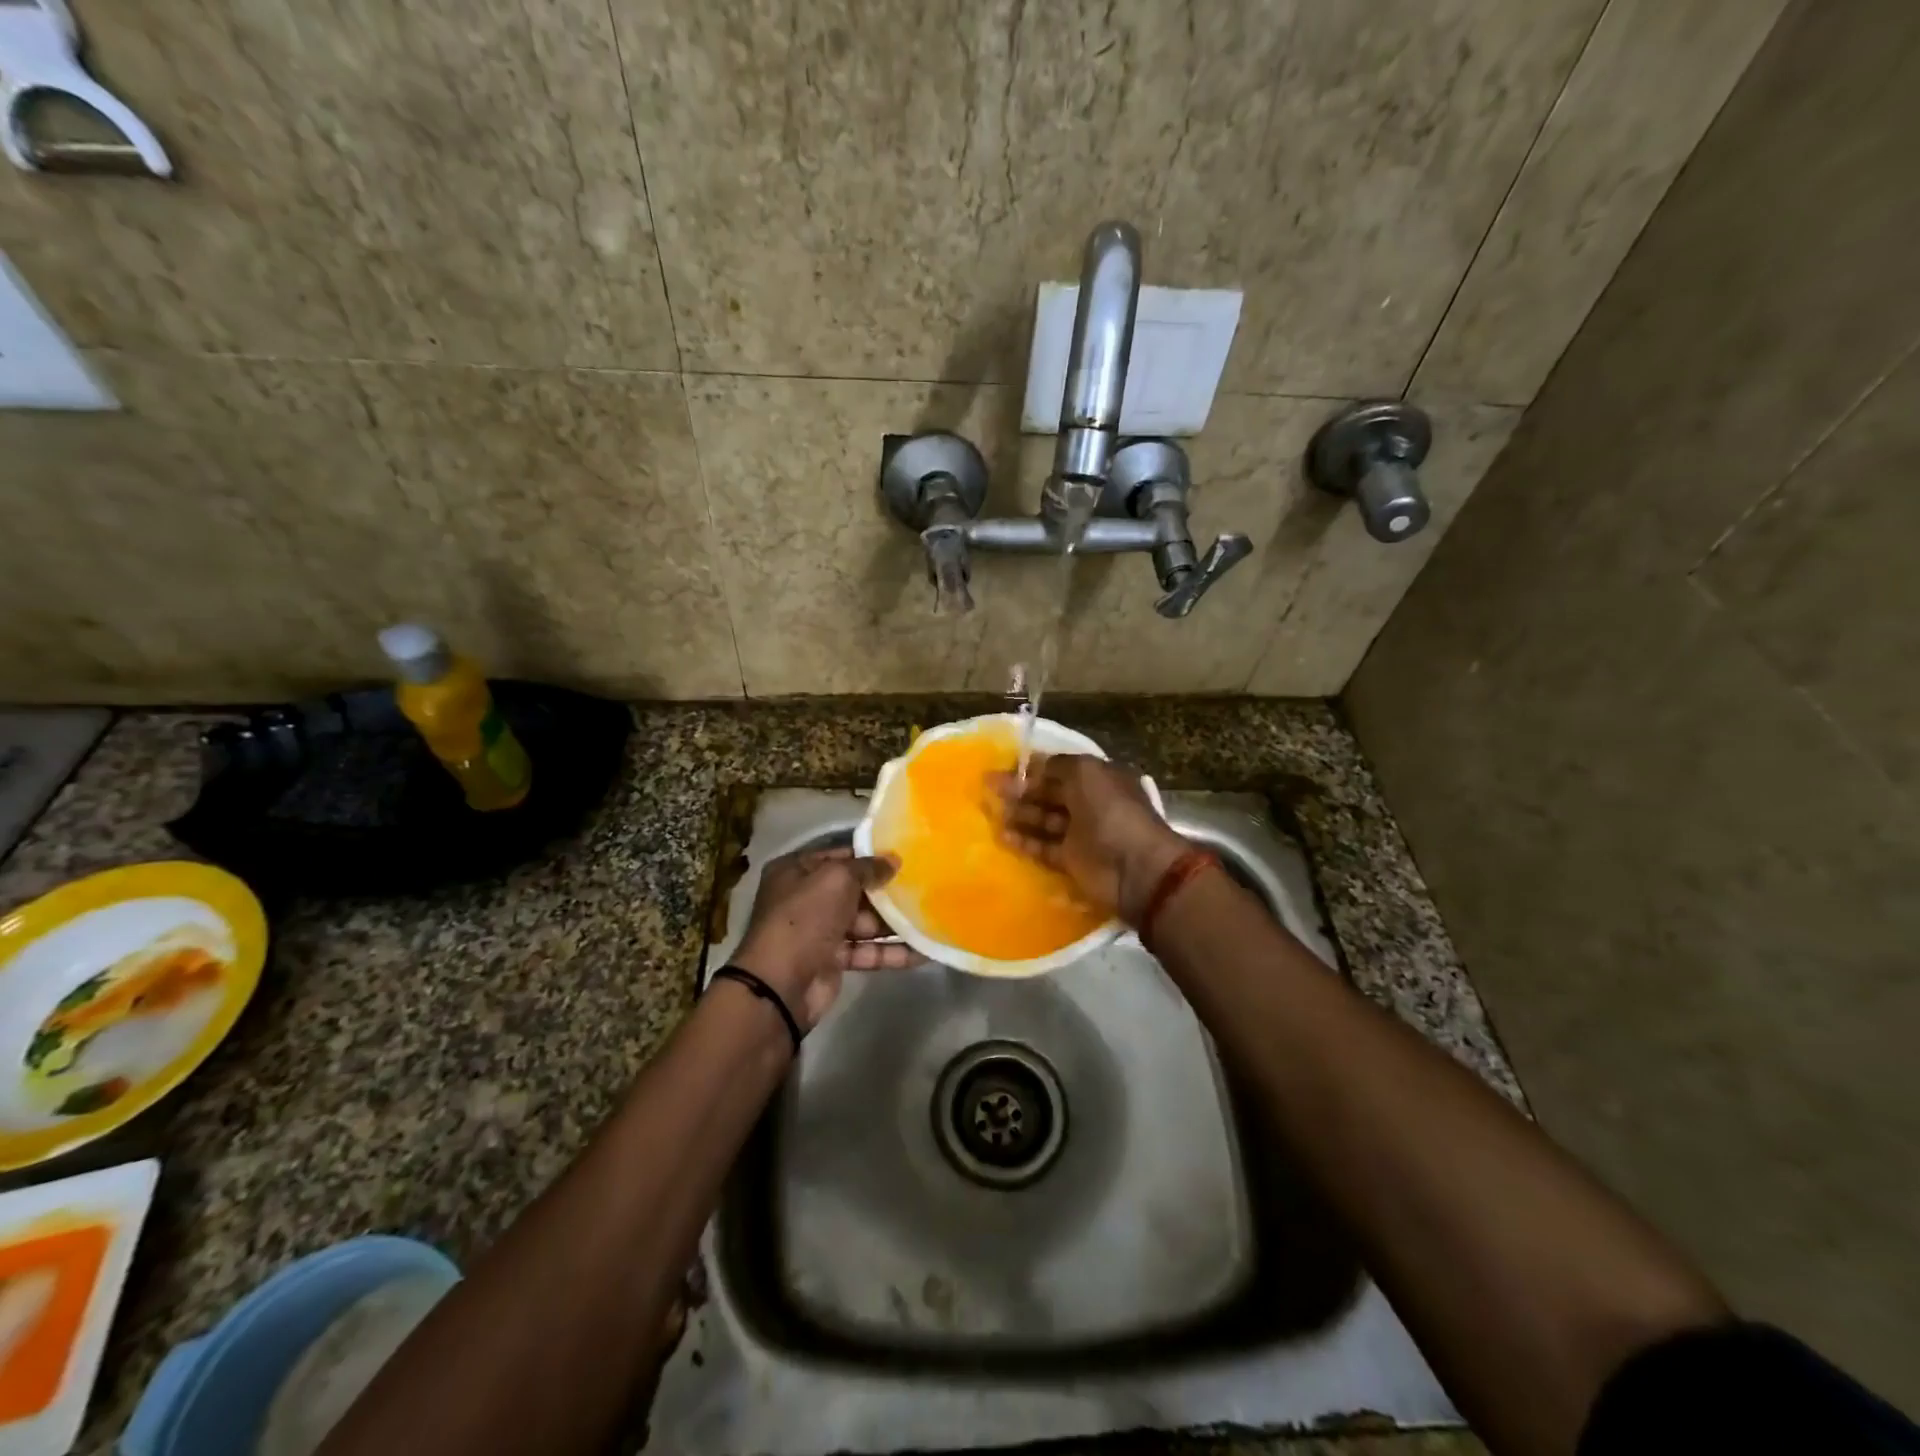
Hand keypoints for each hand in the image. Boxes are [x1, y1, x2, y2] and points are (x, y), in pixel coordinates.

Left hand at [730, 847, 916, 1029]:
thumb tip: (894, 860)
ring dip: (894, 923)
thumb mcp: (837, 879)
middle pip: (854, 890)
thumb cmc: (805, 918)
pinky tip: (923, 951)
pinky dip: (892, 952)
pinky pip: (867, 951)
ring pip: (864, 922)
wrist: (780, 985)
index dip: (870, 856)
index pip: (839, 856)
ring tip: (930, 917)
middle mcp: (806, 898)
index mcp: (797, 871)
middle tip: (924, 886)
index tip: (904, 856)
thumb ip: (867, 868)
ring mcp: (819, 931)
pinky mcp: (832, 961)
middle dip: (886, 891)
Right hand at [992, 754, 1188, 924]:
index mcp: (1096, 778)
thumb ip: (1056, 765)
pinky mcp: (1071, 860)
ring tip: (990, 811)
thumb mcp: (1085, 772)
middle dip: (1019, 790)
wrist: (1134, 867)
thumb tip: (1030, 766)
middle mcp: (1088, 802)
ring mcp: (1080, 833)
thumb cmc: (1111, 811)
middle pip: (1047, 793)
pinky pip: (1043, 847)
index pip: (1058, 768)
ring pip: (1043, 820)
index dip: (1031, 768)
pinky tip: (1001, 836)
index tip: (1003, 768)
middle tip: (987, 788)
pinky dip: (1024, 841)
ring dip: (1018, 814)